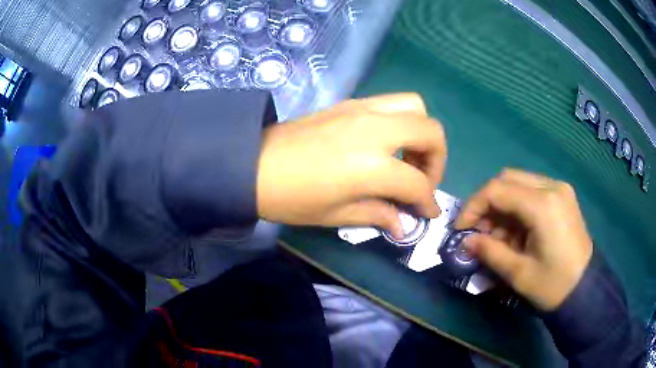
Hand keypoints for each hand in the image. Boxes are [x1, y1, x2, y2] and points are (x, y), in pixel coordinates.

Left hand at [257, 93, 446, 237]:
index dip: (428, 201)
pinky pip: (390, 102)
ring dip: (422, 132)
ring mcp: (362, 109)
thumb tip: (404, 223)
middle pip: (431, 131)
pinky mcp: (350, 102)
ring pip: (414, 106)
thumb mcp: (337, 215)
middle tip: (423, 179)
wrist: (253, 165)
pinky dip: (402, 120)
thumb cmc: (292, 198)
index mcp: (371, 165)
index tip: (428, 212)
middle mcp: (374, 130)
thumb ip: (379, 214)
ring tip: (409, 157)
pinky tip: (387, 143)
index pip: (418, 183)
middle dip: (437, 158)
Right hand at [456, 169, 592, 310]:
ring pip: (519, 183)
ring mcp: (559, 189)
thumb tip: (466, 241)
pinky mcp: (562, 196)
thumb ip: (490, 252)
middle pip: (507, 179)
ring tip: (499, 236)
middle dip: (487, 203)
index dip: (473, 206)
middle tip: (479, 230)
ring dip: (502, 206)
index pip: (497, 189)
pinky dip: (517, 207)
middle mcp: (552, 187)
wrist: (585, 289)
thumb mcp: (519, 273)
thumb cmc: (553, 285)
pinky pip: (532, 191)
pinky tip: (517, 231)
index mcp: (543, 205)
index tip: (461, 228)